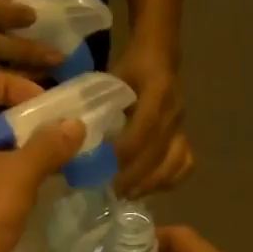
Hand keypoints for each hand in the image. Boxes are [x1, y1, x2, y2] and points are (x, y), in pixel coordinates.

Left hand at [0, 72, 83, 251]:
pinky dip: (12, 177)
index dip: (12, 85)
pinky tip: (38, 189)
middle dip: (23, 121)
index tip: (44, 105)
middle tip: (56, 133)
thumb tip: (74, 125)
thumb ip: (48, 147)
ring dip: (21, 151)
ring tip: (55, 160)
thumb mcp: (18, 175)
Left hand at [109, 43, 192, 198]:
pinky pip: (185, 164)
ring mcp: (182, 126)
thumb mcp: (110, 78)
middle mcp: (174, 111)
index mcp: (157, 90)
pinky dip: (169, 180)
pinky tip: (148, 189)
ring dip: (151, 183)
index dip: (127, 150)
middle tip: (112, 191)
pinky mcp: (184, 136)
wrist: (160, 56)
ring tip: (128, 194)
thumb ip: (94, 103)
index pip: (146, 127)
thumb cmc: (129, 69)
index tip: (107, 167)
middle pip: (159, 151)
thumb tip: (68, 134)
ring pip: (175, 162)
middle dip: (135, 175)